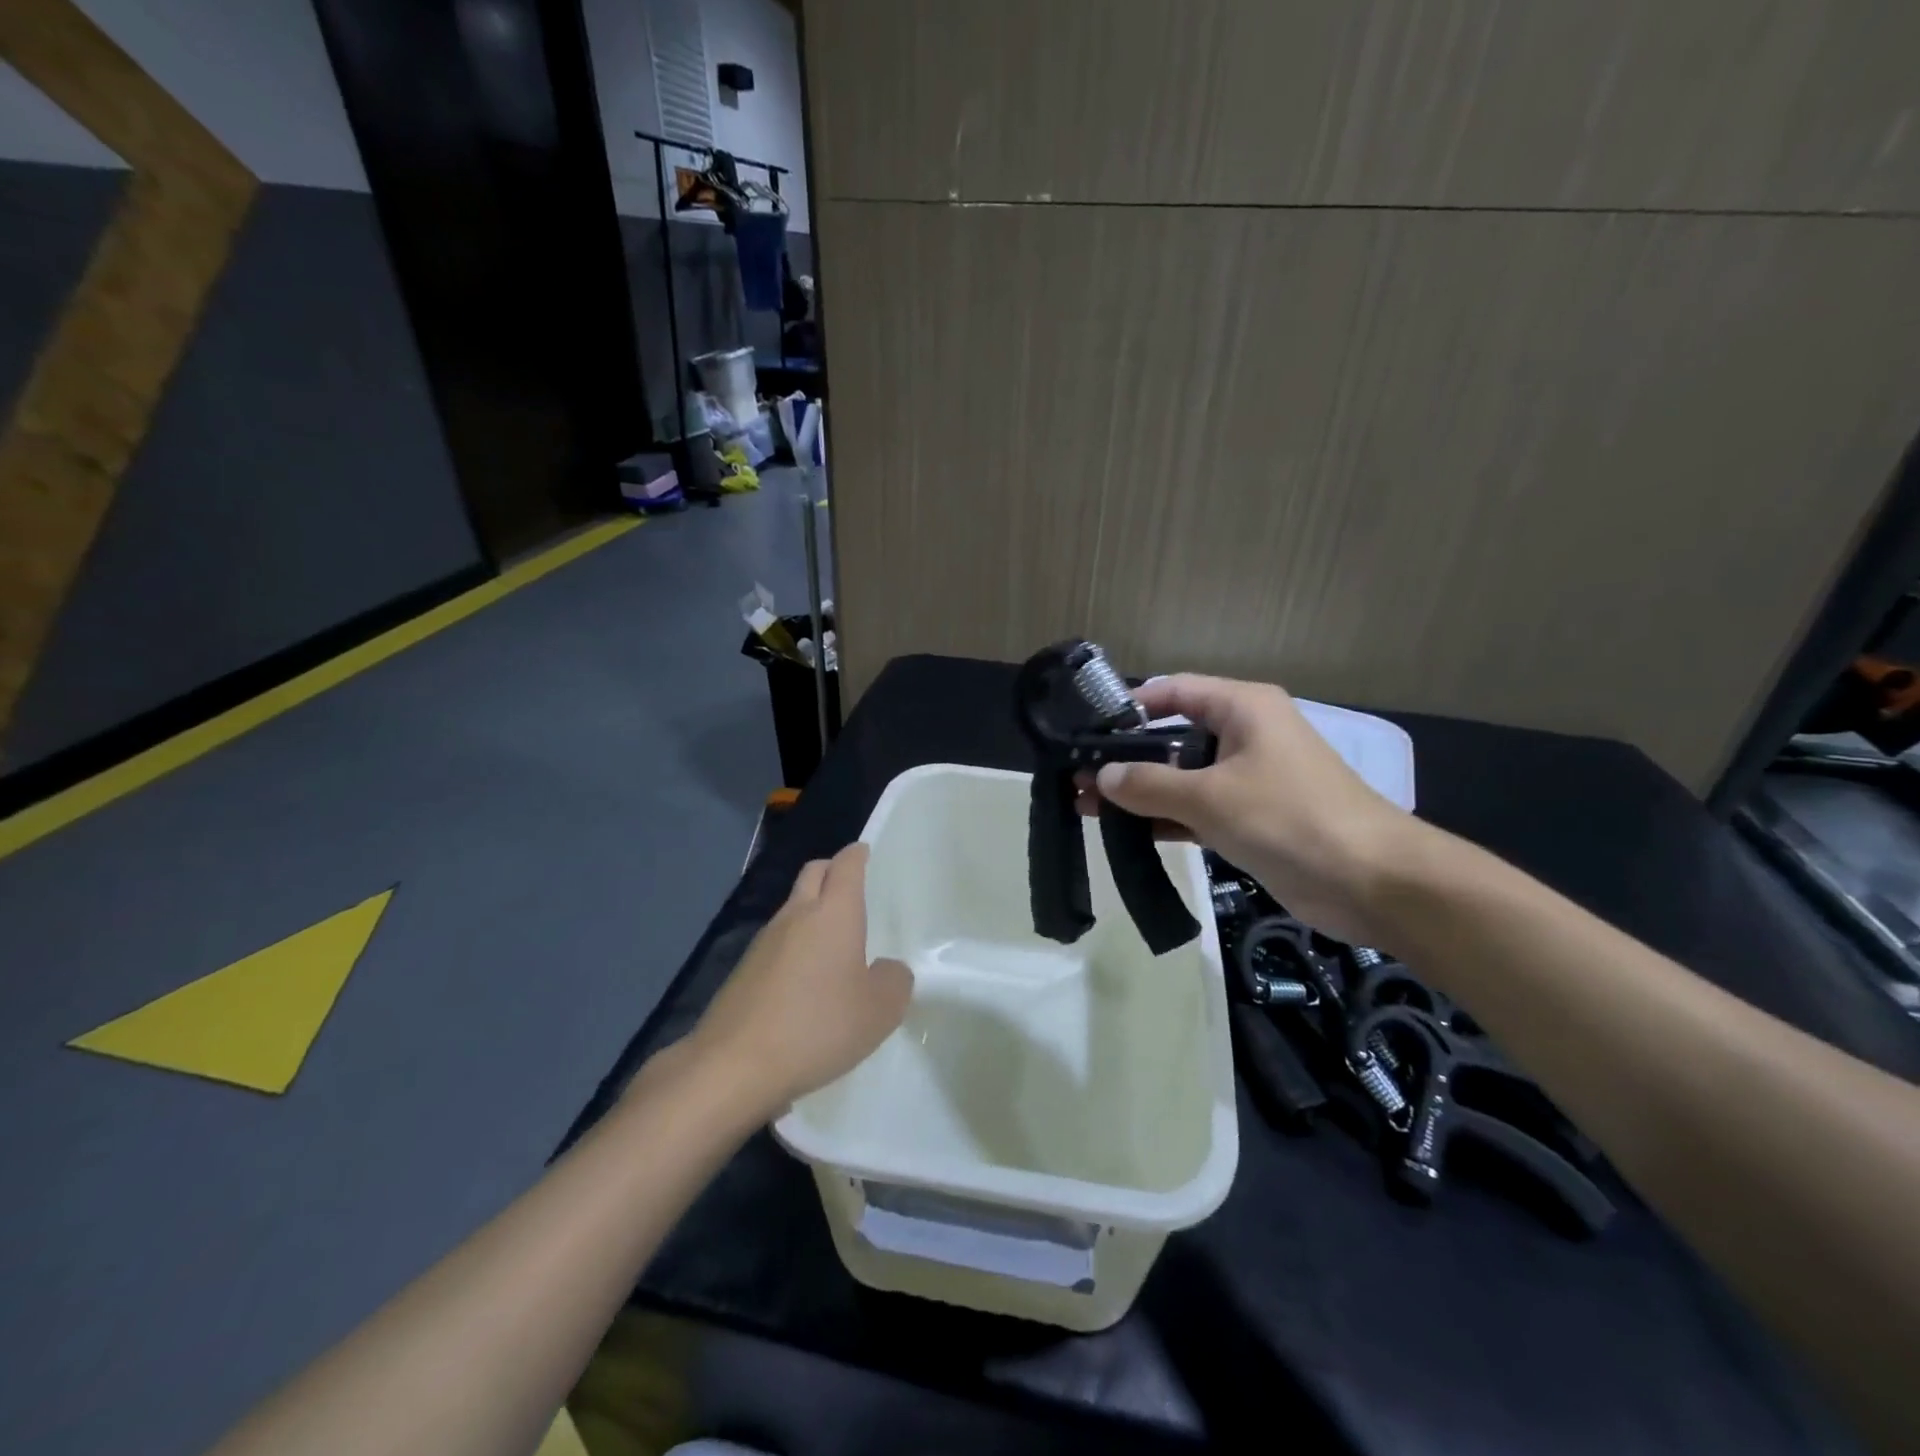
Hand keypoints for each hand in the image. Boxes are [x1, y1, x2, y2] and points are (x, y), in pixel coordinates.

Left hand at [684, 842, 911, 1115]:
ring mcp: (764, 941)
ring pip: (792, 907)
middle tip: (851, 887)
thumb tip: (886, 968)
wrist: (733, 1065)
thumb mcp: (879, 1011)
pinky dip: (794, 944)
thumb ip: (894, 981)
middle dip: (832, 871)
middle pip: (813, 873)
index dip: (857, 854)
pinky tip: (805, 980)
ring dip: (812, 910)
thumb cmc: (817, 1027)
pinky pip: (777, 941)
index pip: (846, 866)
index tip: (865, 851)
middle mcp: (796, 915)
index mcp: (833, 913)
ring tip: (833, 941)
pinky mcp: (743, 970)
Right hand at [1077, 675, 1415, 943]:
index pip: (1174, 691)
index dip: (1129, 706)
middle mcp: (1244, 735)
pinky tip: (1124, 830)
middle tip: (1076, 775)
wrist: (1371, 882)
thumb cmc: (1290, 819)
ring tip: (1085, 805)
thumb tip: (1099, 777)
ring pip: (1181, 777)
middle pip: (1173, 735)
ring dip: (1139, 791)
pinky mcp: (1250, 818)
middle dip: (1126, 757)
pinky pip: (1196, 809)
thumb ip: (1149, 784)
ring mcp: (1248, 779)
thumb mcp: (1211, 797)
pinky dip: (1164, 817)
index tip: (1086, 728)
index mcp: (1243, 708)